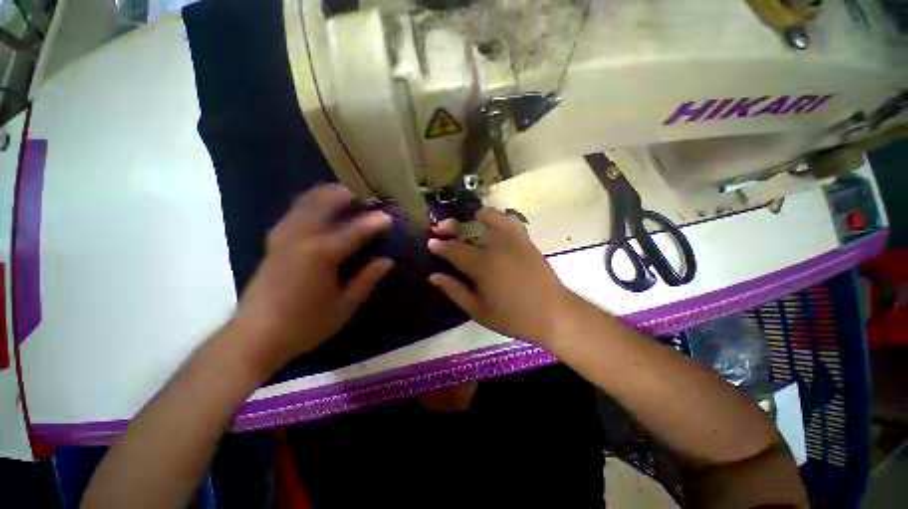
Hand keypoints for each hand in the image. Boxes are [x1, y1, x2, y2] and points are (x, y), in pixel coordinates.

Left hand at [231, 185, 392, 375]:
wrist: (255, 337)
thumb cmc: (305, 325)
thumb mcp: (344, 306)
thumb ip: (367, 279)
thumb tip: (387, 261)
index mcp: (321, 254)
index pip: (354, 230)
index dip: (374, 222)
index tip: (389, 218)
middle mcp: (300, 237)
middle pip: (324, 202)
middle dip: (346, 195)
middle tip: (366, 200)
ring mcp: (283, 236)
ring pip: (305, 202)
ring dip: (327, 195)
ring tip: (346, 197)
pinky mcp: (273, 241)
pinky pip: (294, 212)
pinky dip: (310, 204)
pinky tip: (321, 211)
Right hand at [427, 208, 577, 345]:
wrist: (553, 313)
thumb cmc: (513, 317)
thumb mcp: (478, 311)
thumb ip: (454, 291)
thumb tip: (433, 276)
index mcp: (482, 265)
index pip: (454, 249)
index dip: (439, 245)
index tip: (430, 242)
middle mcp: (496, 245)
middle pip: (468, 227)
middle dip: (451, 225)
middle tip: (439, 227)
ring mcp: (513, 238)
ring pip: (487, 216)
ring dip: (472, 217)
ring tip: (465, 224)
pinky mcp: (525, 238)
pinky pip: (508, 218)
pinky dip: (495, 217)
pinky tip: (490, 225)